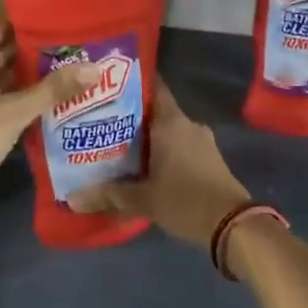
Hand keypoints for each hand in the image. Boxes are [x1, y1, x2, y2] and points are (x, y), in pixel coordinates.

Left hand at [0, 13, 92, 223]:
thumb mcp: (12, 116)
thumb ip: (52, 90)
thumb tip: (94, 67)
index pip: (2, 18)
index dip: (32, 14)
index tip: (65, 14)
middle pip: (0, 41)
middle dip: (36, 43)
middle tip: (75, 42)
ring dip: (26, 67)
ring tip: (67, 65)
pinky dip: (12, 85)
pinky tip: (41, 94)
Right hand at [68, 79, 250, 247]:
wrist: (233, 225)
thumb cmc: (185, 201)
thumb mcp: (143, 200)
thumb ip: (109, 195)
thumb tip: (73, 198)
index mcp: (171, 123)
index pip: (153, 87)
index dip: (131, 82)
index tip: (108, 84)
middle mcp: (188, 125)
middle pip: (155, 111)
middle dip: (130, 116)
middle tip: (100, 121)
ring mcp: (202, 142)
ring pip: (167, 131)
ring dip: (146, 137)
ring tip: (115, 145)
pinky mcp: (209, 160)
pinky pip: (179, 146)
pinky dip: (162, 151)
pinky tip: (142, 166)